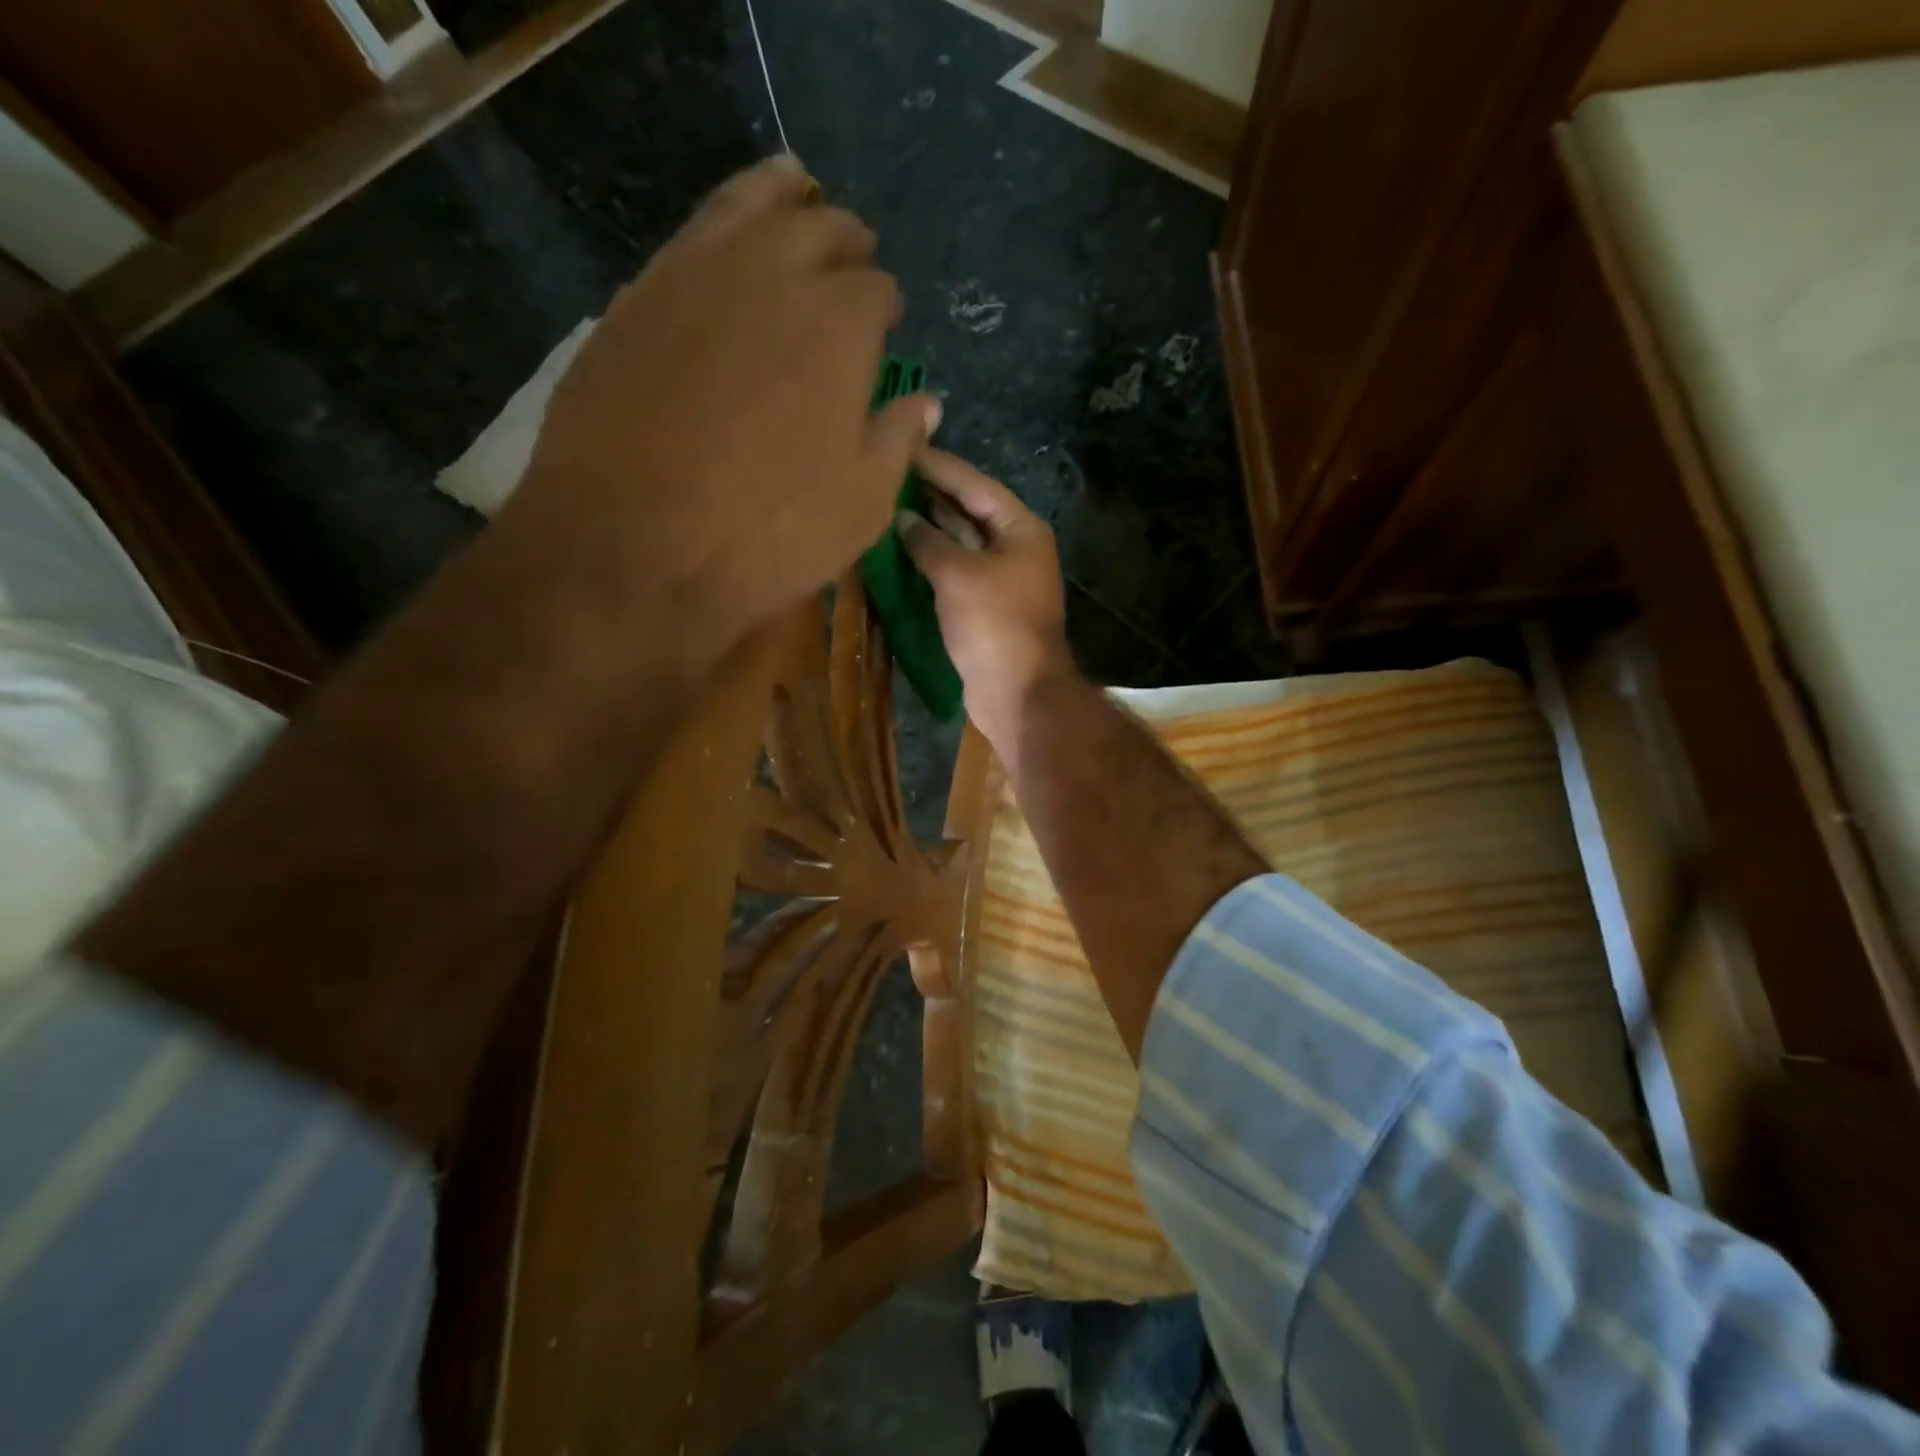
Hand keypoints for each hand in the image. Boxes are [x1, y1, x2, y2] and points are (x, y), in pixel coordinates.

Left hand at [514, 156, 939, 656]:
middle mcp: (770, 276)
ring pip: (749, 203)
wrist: (633, 547)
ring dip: (784, 199)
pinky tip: (727, 243)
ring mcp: (694, 275)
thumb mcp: (862, 505)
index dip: (885, 306)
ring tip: (798, 194)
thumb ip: (897, 441)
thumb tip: (926, 403)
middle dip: (845, 241)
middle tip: (853, 257)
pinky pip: (691, 235)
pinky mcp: (636, 295)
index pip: (876, 290)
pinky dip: (722, 226)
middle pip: (819, 228)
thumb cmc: (769, 534)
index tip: (885, 325)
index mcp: (838, 326)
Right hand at [896, 447, 1072, 749]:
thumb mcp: (957, 574)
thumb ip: (927, 541)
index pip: (975, 485)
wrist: (1017, 691)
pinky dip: (932, 560)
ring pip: (961, 543)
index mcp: (1020, 529)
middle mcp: (1014, 548)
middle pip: (969, 511)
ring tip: (887, 504)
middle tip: (888, 472)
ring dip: (928, 527)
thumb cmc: (993, 624)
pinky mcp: (986, 607)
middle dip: (931, 494)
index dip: (939, 466)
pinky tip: (901, 550)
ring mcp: (1001, 579)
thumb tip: (902, 519)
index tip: (903, 446)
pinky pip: (956, 571)